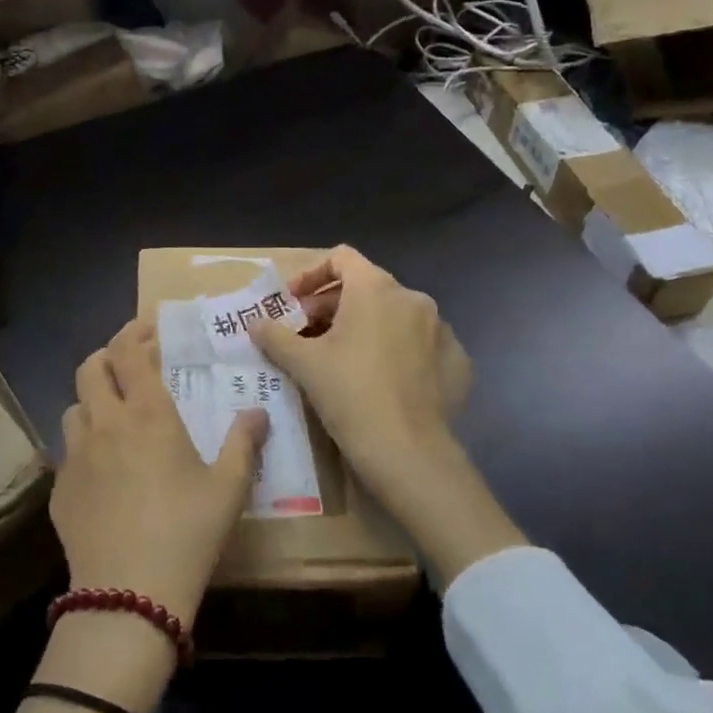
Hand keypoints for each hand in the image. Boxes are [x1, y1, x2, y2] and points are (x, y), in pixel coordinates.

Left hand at [54, 319, 266, 617]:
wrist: (128, 596)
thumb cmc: (187, 533)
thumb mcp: (228, 489)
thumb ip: (243, 443)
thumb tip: (257, 412)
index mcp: (147, 414)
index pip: (128, 352)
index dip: (134, 332)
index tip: (148, 329)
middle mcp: (105, 422)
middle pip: (91, 368)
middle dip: (108, 357)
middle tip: (129, 366)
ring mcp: (76, 455)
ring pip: (74, 407)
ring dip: (92, 400)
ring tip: (113, 416)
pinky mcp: (59, 488)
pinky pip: (67, 451)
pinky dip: (83, 445)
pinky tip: (101, 471)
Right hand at [252, 247, 456, 485]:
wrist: (409, 453)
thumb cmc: (350, 394)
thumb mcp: (303, 363)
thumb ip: (275, 335)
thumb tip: (255, 324)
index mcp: (376, 289)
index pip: (341, 258)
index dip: (311, 275)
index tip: (293, 302)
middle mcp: (413, 298)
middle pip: (365, 287)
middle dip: (332, 306)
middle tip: (308, 334)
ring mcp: (440, 329)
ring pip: (393, 315)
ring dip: (364, 326)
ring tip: (342, 357)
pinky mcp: (457, 361)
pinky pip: (419, 343)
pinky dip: (396, 350)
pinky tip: (381, 378)